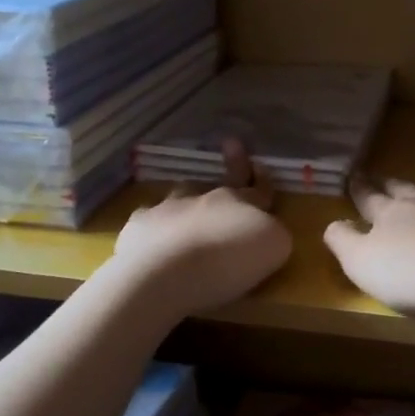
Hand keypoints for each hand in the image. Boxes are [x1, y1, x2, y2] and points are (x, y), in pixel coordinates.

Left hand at [110, 139, 292, 314]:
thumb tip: (268, 232)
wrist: (165, 272)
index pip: (259, 189)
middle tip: (232, 143)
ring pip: (183, 193)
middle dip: (233, 163)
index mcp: (241, 202)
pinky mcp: (140, 227)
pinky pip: (150, 218)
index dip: (263, 180)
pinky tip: (154, 232)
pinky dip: (155, 223)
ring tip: (189, 199)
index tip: (262, 166)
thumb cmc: (227, 262)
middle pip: (223, 181)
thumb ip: (274, 235)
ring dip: (190, 195)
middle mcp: (206, 199)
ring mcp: (169, 208)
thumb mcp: (273, 248)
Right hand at [323, 177, 414, 317]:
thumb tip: (333, 224)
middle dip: (390, 184)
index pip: (368, 197)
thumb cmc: (409, 274)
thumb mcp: (359, 263)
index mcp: (389, 213)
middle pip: (403, 189)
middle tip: (382, 180)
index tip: (352, 176)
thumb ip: (342, 241)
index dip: (358, 188)